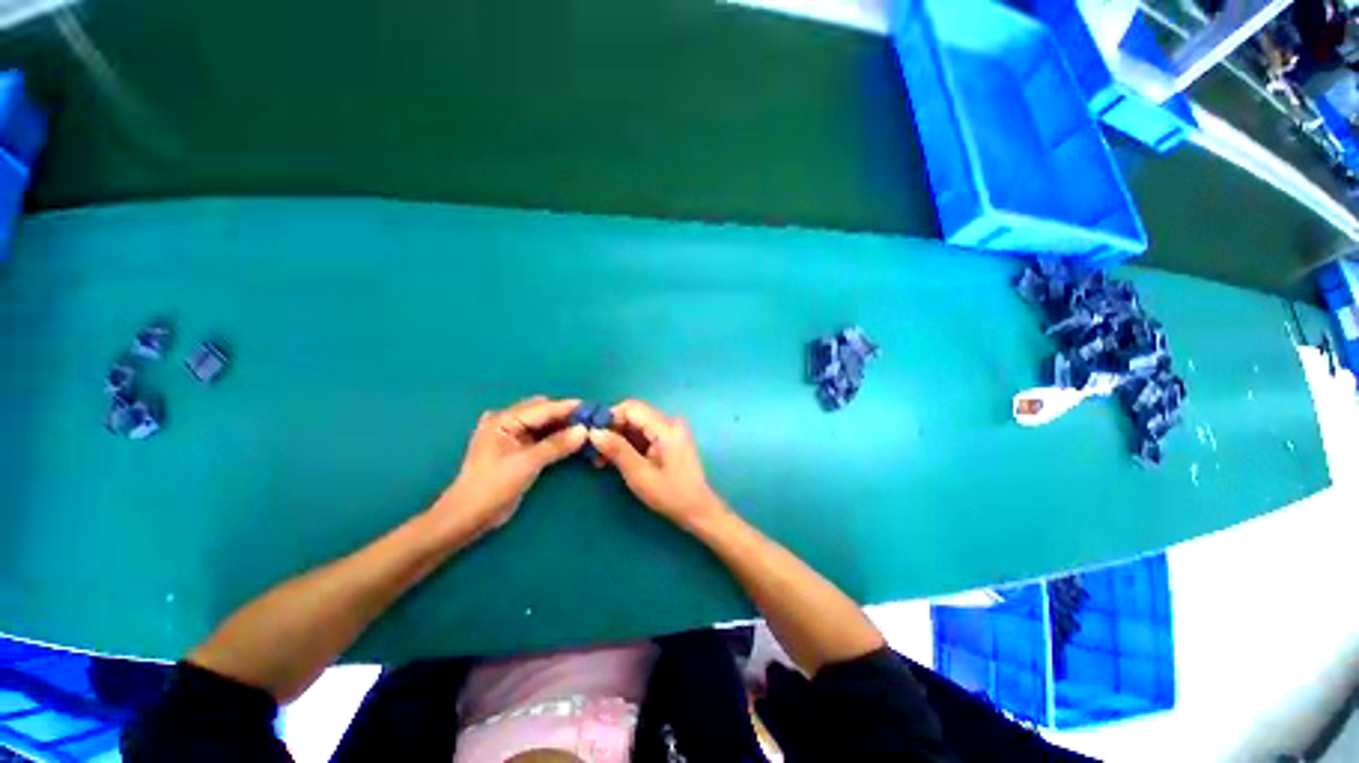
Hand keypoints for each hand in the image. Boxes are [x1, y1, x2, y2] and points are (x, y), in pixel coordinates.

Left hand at [433, 396, 586, 539]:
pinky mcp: (518, 448)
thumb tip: (584, 430)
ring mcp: (512, 434)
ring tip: (587, 430)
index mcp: (503, 419)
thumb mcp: (526, 464)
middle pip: (544, 412)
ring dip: (564, 427)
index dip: (568, 408)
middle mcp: (507, 421)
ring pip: (545, 423)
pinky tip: (573, 441)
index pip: (542, 408)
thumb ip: (556, 445)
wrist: (468, 517)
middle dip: (567, 416)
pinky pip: (543, 436)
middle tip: (592, 422)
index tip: (593, 408)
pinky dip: (558, 437)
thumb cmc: (492, 487)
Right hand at [589, 400, 728, 529]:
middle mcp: (670, 422)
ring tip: (601, 459)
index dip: (609, 417)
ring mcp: (671, 430)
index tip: (591, 435)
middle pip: (634, 414)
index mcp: (666, 428)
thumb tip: (593, 431)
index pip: (631, 408)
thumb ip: (617, 450)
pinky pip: (644, 433)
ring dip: (618, 437)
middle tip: (594, 450)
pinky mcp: (670, 439)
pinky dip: (629, 443)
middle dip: (612, 429)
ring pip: (637, 424)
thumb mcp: (639, 475)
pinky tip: (617, 459)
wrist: (698, 509)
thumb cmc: (670, 495)